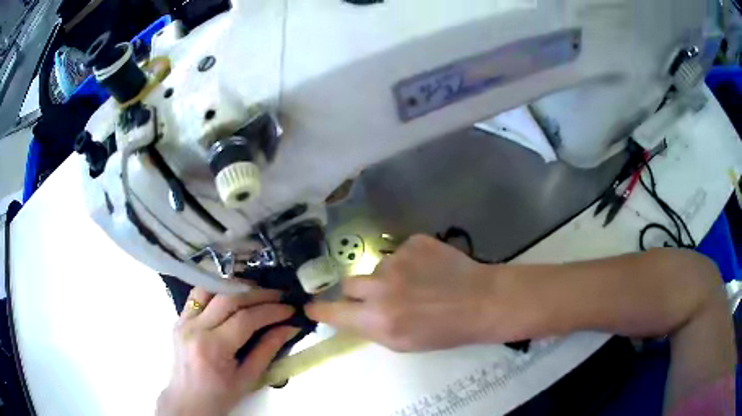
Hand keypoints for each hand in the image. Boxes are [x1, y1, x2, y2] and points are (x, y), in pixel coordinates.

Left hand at [157, 287, 298, 415]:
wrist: (188, 400)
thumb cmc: (220, 395)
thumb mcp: (248, 378)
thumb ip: (268, 350)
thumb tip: (289, 327)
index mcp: (213, 348)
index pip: (245, 319)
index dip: (270, 311)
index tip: (290, 309)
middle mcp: (195, 328)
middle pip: (228, 299)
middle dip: (258, 294)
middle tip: (279, 296)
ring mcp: (183, 321)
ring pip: (211, 289)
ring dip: (236, 287)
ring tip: (257, 291)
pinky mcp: (179, 318)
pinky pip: (198, 295)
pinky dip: (217, 290)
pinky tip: (232, 294)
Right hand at [306, 235, 495, 351]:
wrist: (481, 301)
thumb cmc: (444, 331)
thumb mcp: (402, 343)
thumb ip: (371, 327)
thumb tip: (350, 314)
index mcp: (378, 320)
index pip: (333, 312)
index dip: (320, 309)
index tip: (311, 306)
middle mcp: (381, 288)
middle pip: (349, 283)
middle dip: (359, 291)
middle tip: (380, 297)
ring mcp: (398, 260)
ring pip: (377, 268)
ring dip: (389, 277)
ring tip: (416, 285)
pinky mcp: (414, 242)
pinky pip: (399, 253)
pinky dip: (409, 262)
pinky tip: (429, 270)